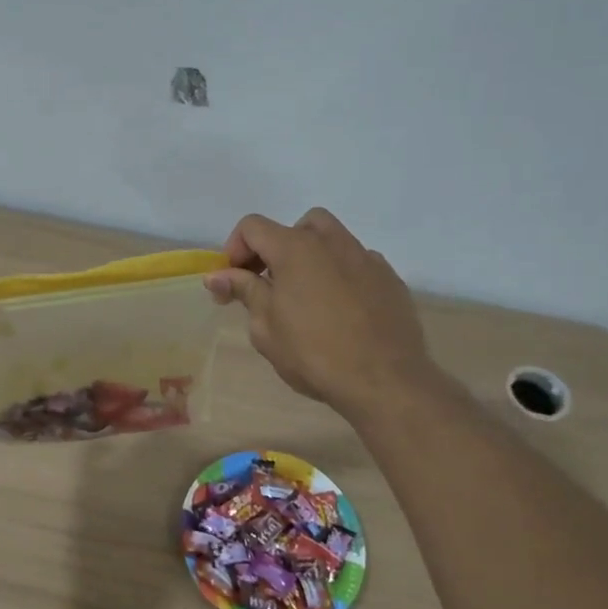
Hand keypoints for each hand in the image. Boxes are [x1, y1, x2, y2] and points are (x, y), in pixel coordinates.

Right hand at [205, 209, 439, 418]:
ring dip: (310, 258)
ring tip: (305, 296)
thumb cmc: (314, 354)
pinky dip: (340, 275)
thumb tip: (217, 275)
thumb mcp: (266, 327)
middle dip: (276, 248)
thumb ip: (244, 291)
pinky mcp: (390, 279)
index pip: (253, 227)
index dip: (234, 250)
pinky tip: (340, 310)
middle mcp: (332, 242)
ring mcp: (366, 258)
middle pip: (296, 226)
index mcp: (295, 248)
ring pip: (331, 240)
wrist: (385, 381)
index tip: (231, 283)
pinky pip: (357, 264)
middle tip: (268, 284)